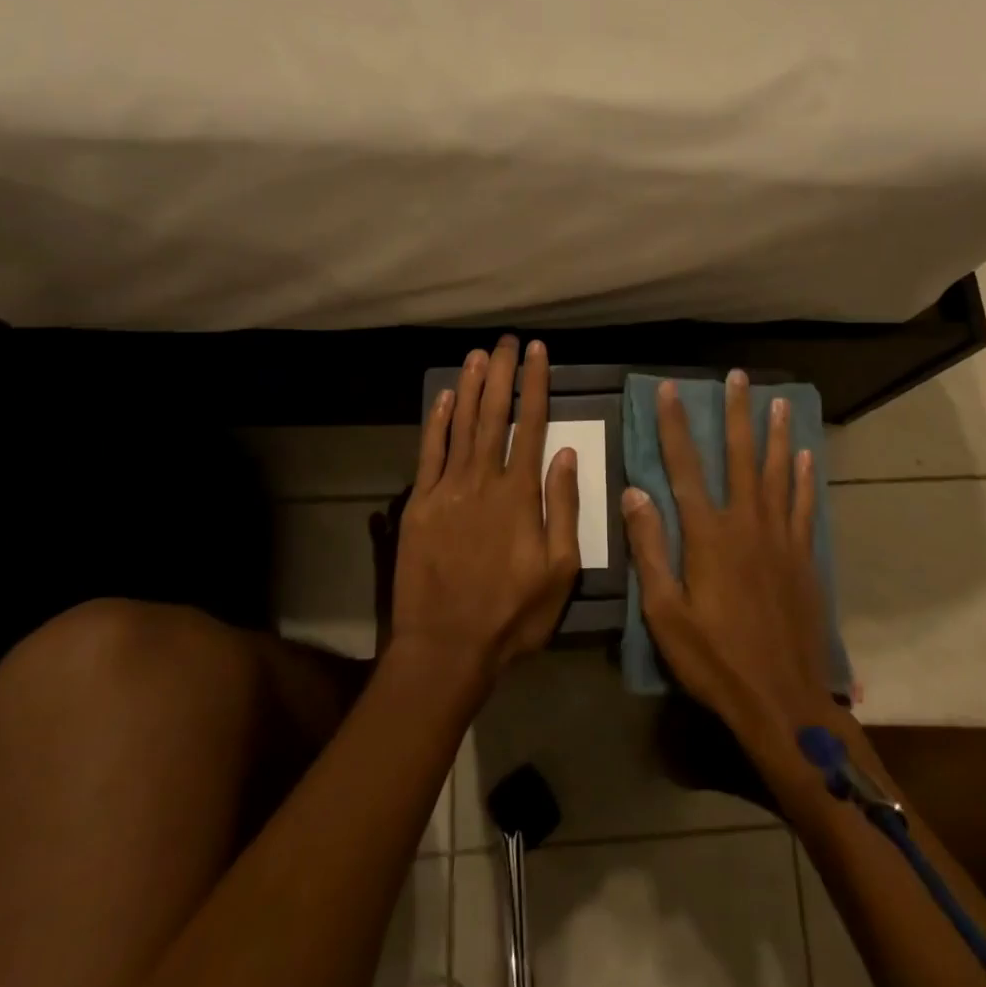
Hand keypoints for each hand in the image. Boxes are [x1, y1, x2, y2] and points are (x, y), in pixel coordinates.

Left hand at [391, 336, 581, 684]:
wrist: (446, 646)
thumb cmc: (512, 614)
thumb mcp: (560, 570)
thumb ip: (563, 508)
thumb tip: (566, 454)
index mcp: (520, 494)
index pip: (532, 424)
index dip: (535, 384)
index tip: (536, 352)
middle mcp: (483, 481)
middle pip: (494, 415)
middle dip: (501, 374)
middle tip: (506, 340)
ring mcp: (447, 490)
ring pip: (461, 426)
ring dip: (471, 387)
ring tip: (478, 354)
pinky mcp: (420, 505)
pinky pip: (429, 454)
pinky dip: (437, 423)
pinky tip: (445, 398)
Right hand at [625, 371, 834, 742]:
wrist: (783, 700)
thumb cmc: (714, 660)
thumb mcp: (665, 612)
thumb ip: (650, 549)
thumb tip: (634, 493)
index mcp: (708, 535)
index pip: (684, 467)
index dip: (675, 426)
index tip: (670, 390)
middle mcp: (747, 524)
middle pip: (740, 457)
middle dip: (737, 414)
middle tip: (738, 377)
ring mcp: (781, 539)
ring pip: (777, 473)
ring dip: (776, 435)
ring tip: (778, 402)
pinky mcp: (803, 558)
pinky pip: (803, 506)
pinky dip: (803, 478)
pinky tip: (805, 458)